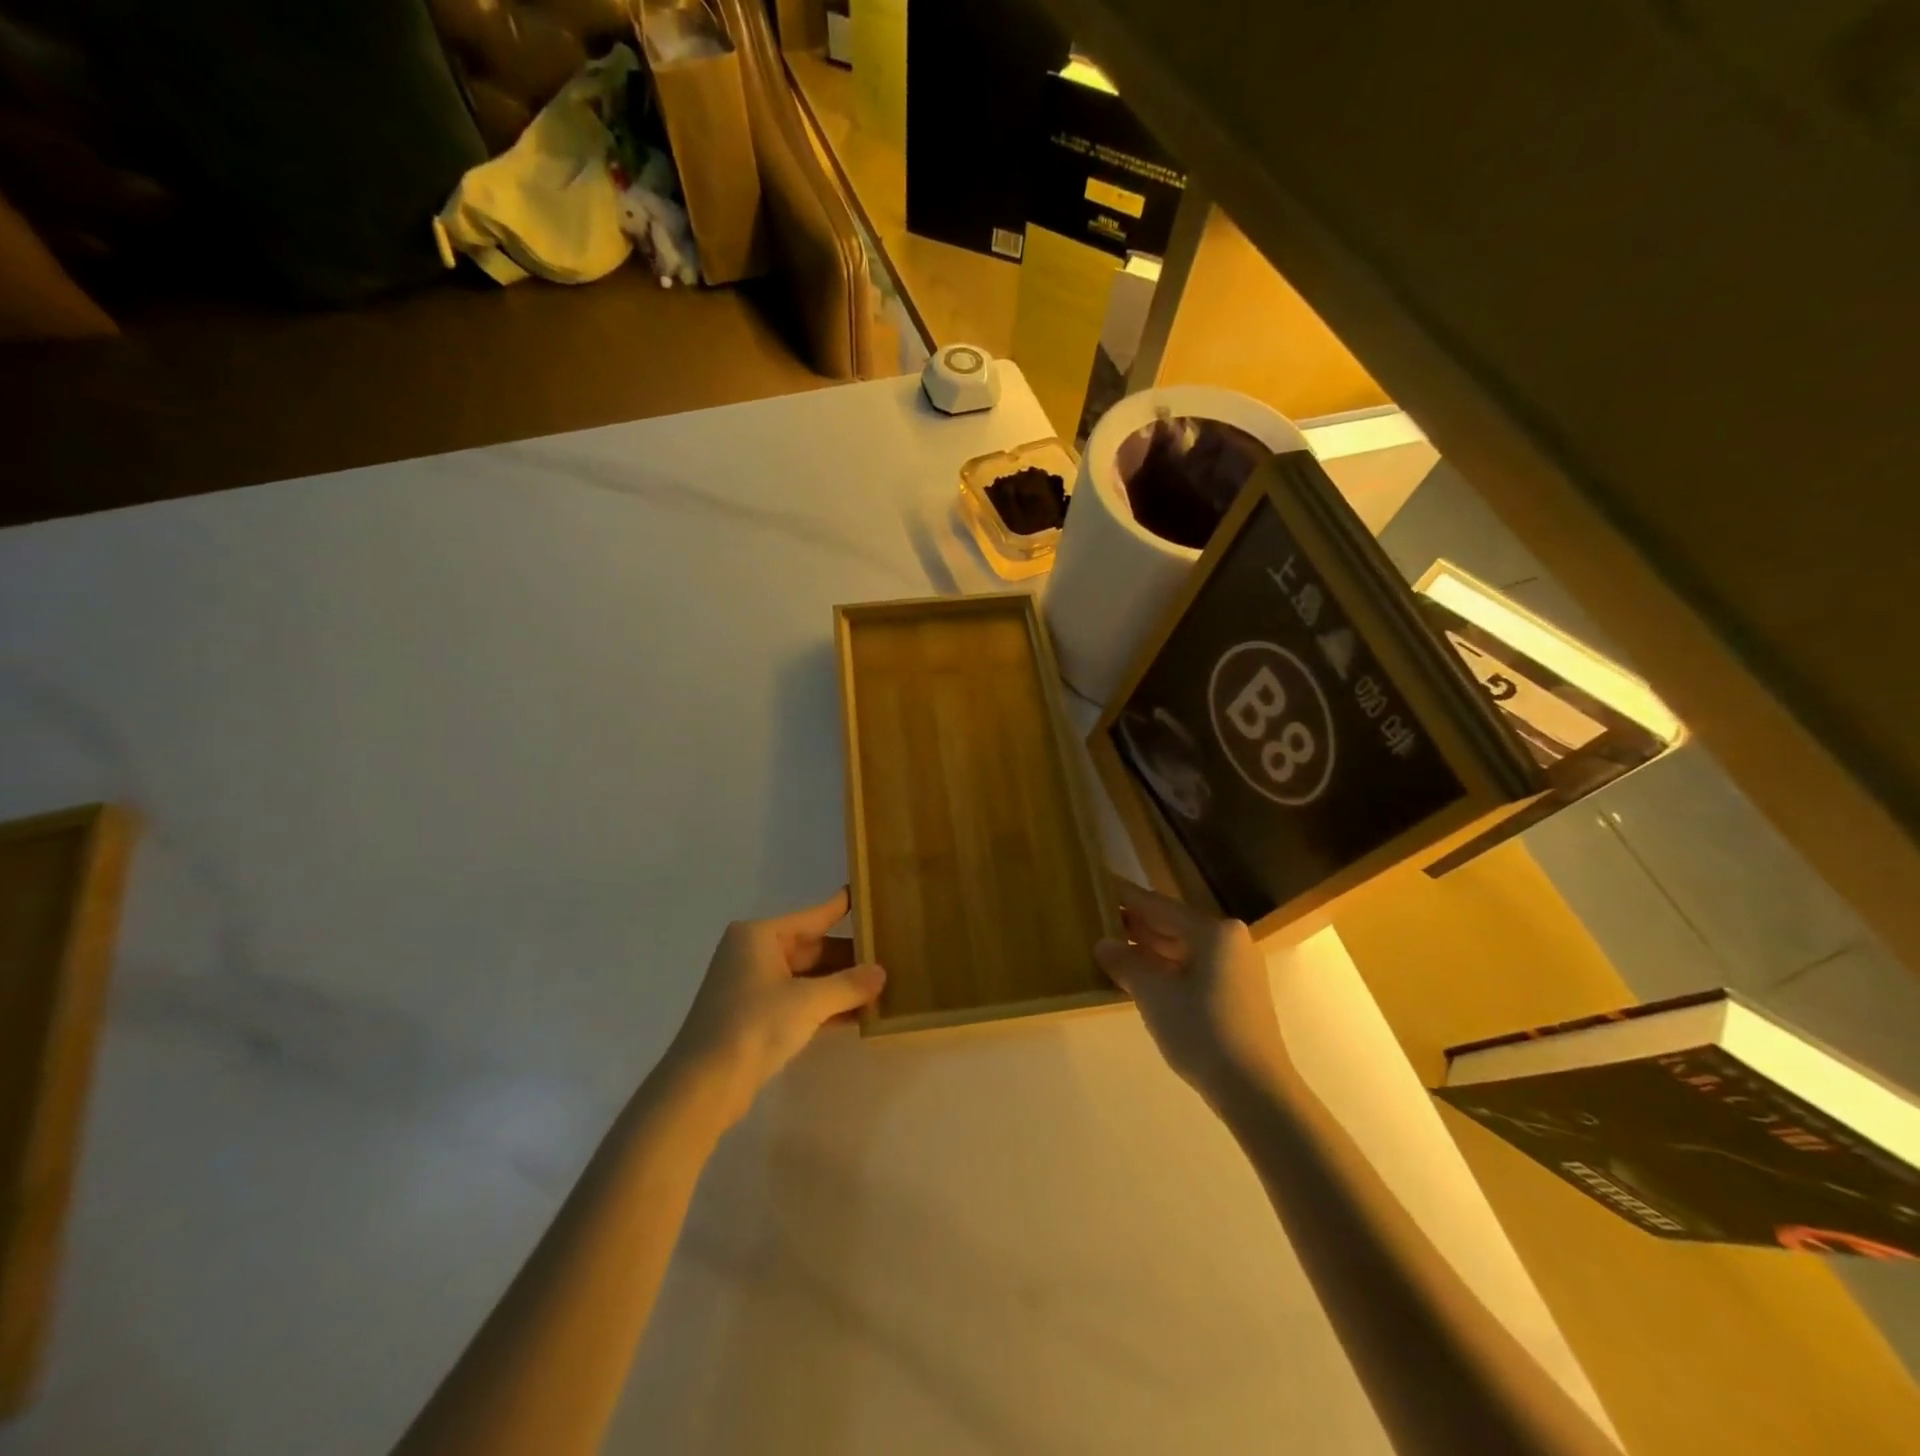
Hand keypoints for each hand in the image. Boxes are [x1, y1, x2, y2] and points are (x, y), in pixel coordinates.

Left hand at [666, 889, 885, 1126]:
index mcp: (759, 936)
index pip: (812, 916)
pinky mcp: (754, 1018)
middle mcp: (753, 954)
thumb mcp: (808, 1001)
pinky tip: (858, 1014)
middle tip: (889, 955)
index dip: (841, 908)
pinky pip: (798, 1001)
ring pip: (806, 977)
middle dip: (848, 958)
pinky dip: (824, 1006)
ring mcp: (752, 987)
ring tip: (881, 985)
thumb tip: (882, 973)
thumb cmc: (754, 1025)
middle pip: (811, 949)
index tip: (866, 895)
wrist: (704, 1085)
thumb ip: (849, 985)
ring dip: (839, 985)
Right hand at [1095, 878, 1288, 1104]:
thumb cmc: (1201, 1030)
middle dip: (1136, 925)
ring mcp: (1236, 969)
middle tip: (1099, 917)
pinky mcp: (1237, 995)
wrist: (1254, 1091)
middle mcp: (1230, 942)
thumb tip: (1102, 944)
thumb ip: (1125, 963)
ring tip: (1112, 946)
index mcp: (1214, 932)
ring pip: (1183, 950)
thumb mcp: (1153, 994)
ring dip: (1149, 950)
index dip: (1127, 897)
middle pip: (1173, 926)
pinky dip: (1166, 969)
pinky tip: (1140, 976)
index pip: (1159, 906)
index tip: (1102, 883)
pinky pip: (1193, 969)